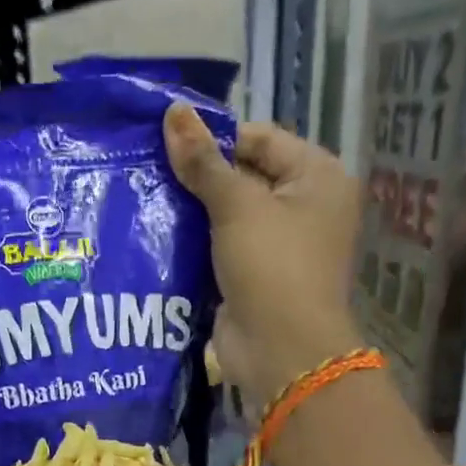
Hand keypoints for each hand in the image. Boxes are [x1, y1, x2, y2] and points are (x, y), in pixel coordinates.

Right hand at [163, 106, 365, 408]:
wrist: (281, 351)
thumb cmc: (272, 267)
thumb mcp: (236, 207)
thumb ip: (203, 163)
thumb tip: (172, 113)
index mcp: (318, 177)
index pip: (262, 139)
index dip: (216, 138)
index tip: (168, 142)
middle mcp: (305, 208)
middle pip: (245, 178)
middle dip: (201, 178)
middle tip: (150, 169)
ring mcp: (280, 248)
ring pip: (230, 218)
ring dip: (194, 214)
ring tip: (147, 199)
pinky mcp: (255, 280)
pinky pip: (222, 252)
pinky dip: (197, 246)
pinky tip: (160, 238)